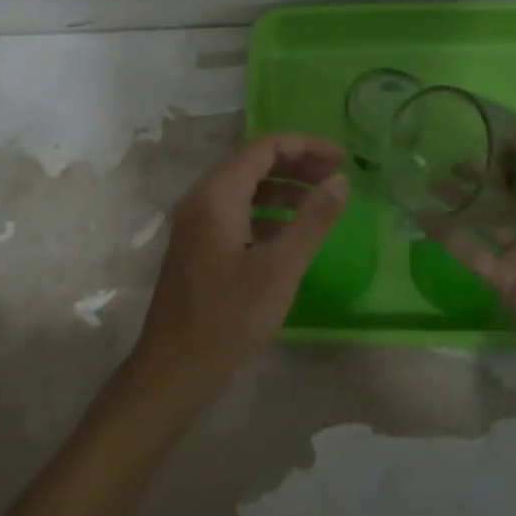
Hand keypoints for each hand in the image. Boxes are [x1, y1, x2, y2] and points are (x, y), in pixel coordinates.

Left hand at [130, 133, 348, 406]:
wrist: (173, 369)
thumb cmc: (228, 317)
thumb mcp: (280, 268)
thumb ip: (312, 219)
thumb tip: (340, 180)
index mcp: (217, 195)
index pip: (264, 147)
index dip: (306, 146)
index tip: (342, 159)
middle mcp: (201, 199)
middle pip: (252, 162)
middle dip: (296, 163)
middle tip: (336, 176)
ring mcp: (195, 223)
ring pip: (243, 188)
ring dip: (282, 188)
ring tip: (320, 200)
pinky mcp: (197, 246)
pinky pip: (235, 212)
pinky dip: (266, 212)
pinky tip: (290, 232)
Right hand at [430, 120, 515, 404]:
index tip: (492, 127)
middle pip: (515, 191)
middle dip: (487, 171)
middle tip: (452, 151)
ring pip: (489, 218)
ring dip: (463, 197)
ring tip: (432, 176)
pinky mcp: (505, 281)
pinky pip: (471, 250)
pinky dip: (447, 232)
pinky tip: (422, 213)